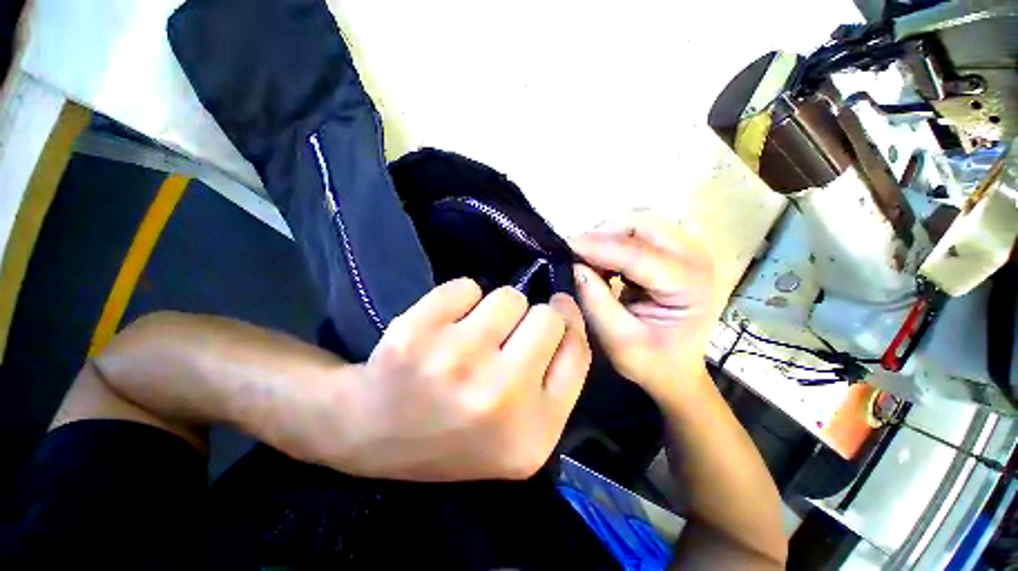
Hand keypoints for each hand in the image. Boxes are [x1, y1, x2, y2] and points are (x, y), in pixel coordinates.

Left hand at [310, 279, 590, 481]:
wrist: (372, 434)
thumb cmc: (455, 432)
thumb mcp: (519, 430)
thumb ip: (556, 377)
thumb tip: (565, 308)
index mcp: (533, 433)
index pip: (577, 352)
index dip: (571, 321)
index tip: (559, 306)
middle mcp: (499, 397)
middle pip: (547, 317)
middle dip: (529, 319)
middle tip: (502, 337)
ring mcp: (455, 363)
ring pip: (508, 297)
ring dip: (493, 310)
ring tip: (468, 337)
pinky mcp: (416, 334)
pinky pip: (465, 287)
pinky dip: (459, 299)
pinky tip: (440, 328)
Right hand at [569, 213, 719, 403]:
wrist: (679, 370)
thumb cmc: (653, 363)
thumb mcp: (619, 341)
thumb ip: (595, 302)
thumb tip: (574, 266)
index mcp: (689, 284)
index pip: (635, 253)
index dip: (595, 246)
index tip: (562, 246)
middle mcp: (695, 258)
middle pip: (642, 225)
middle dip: (603, 236)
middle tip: (576, 255)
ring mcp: (689, 252)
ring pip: (640, 225)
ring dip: (609, 237)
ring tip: (589, 261)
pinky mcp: (677, 253)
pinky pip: (641, 234)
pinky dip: (616, 243)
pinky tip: (604, 264)